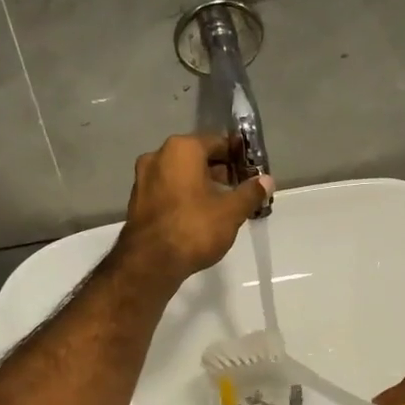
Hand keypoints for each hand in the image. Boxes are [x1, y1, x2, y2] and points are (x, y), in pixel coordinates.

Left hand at [118, 133, 272, 286]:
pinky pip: (167, 189)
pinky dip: (184, 195)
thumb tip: (267, 180)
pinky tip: (199, 214)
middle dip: (219, 170)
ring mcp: (143, 178)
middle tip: (239, 188)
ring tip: (222, 204)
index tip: (251, 171)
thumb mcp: (231, 211)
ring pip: (180, 173)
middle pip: (197, 156)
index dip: (238, 156)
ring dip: (201, 183)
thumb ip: (251, 192)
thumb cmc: (194, 228)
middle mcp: (158, 156)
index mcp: (182, 149)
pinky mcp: (137, 200)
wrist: (150, 262)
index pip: (217, 142)